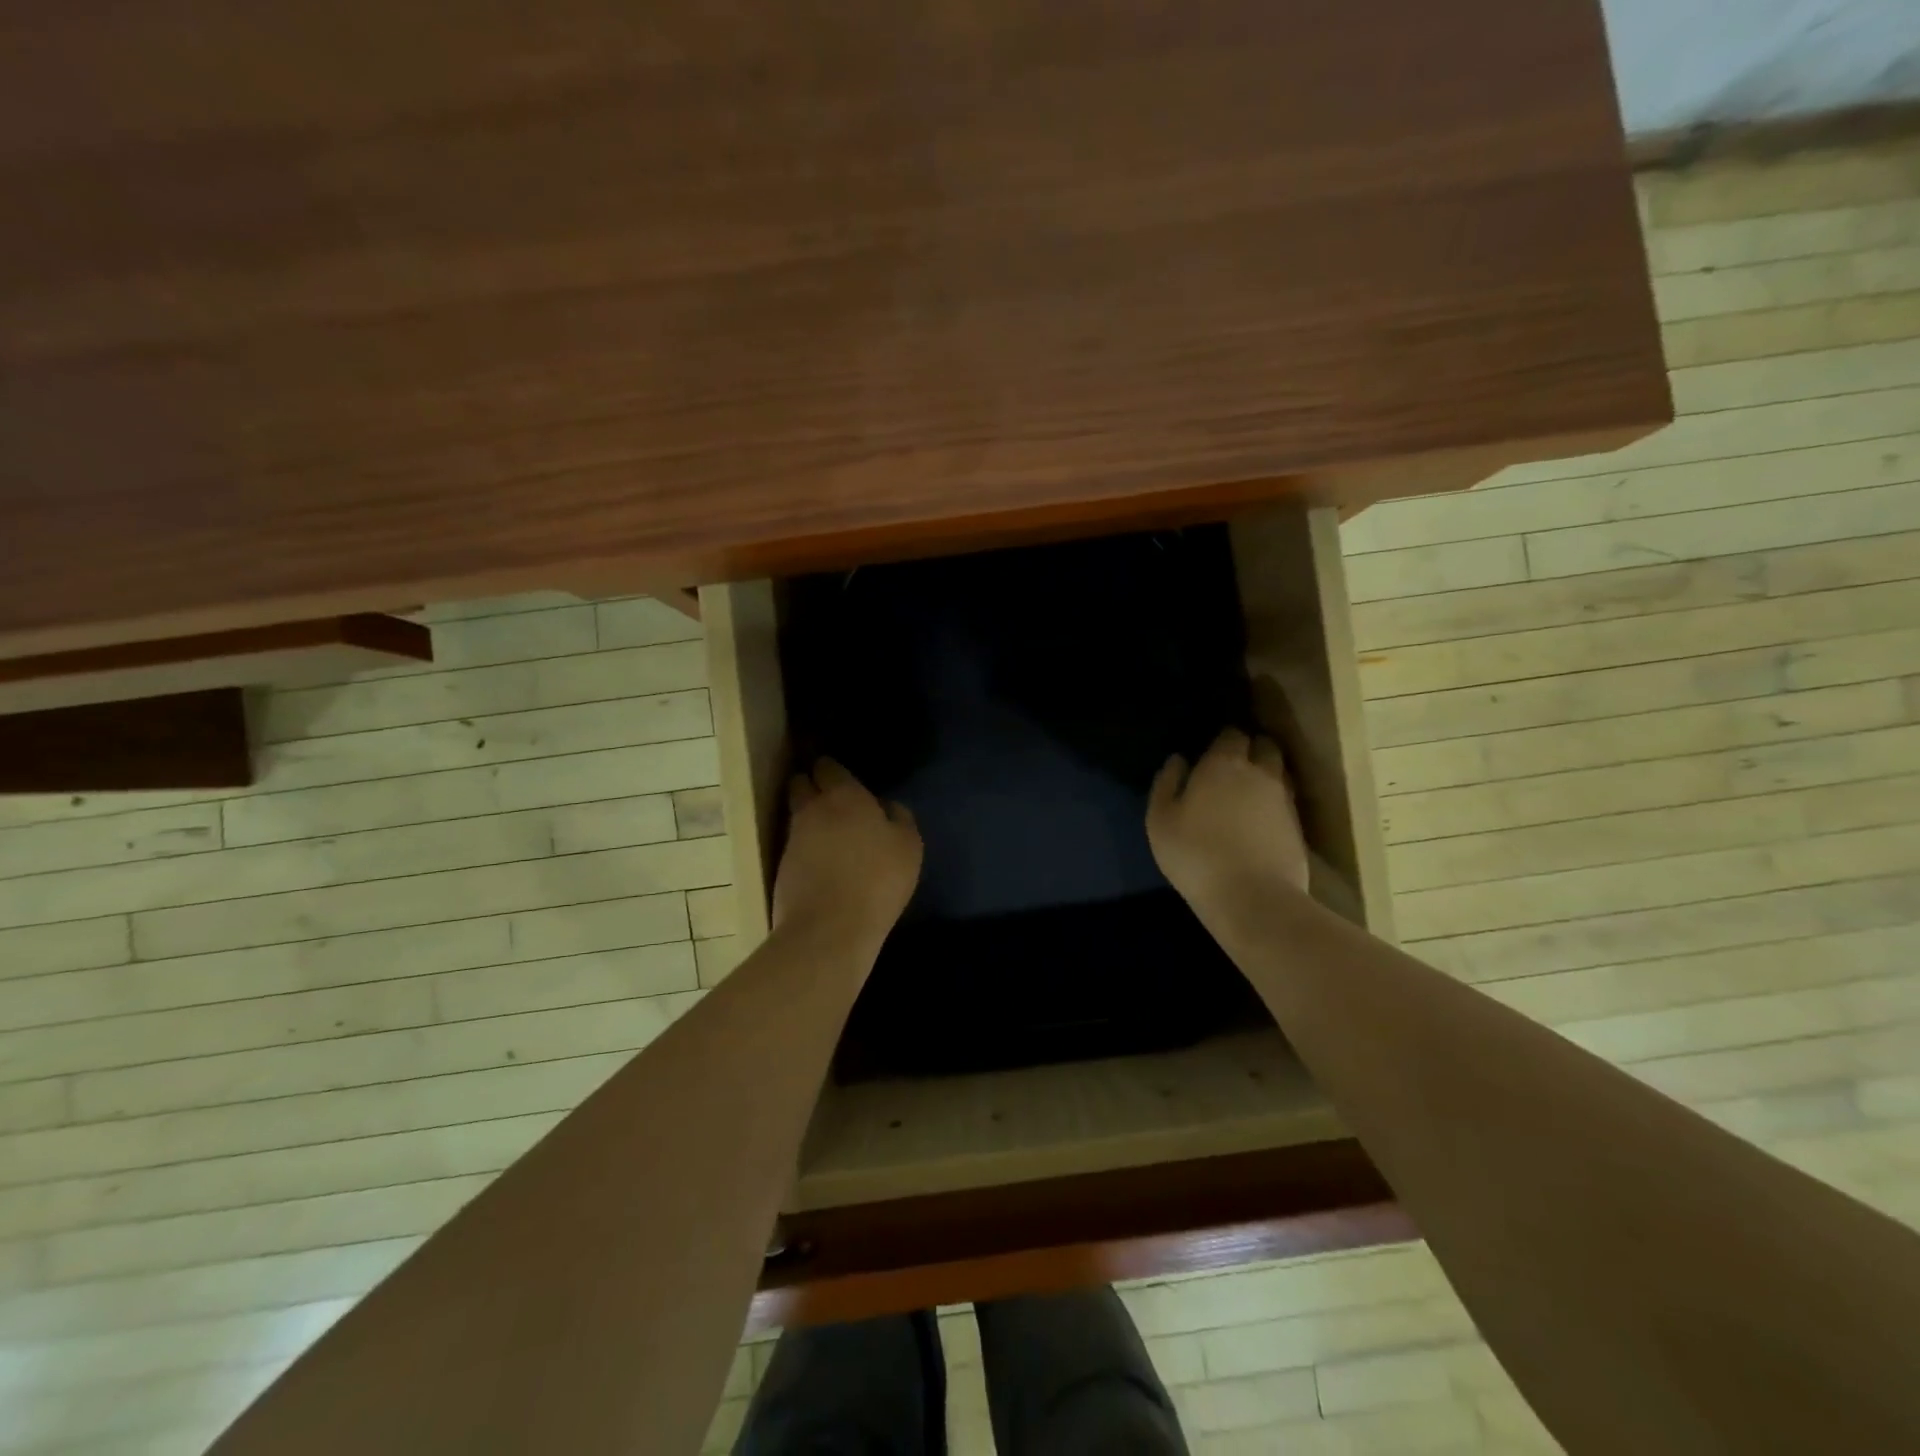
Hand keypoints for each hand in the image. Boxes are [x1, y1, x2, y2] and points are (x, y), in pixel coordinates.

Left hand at [773, 759, 922, 941]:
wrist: (829, 928)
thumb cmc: (878, 880)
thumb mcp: (908, 846)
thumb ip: (899, 818)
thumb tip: (886, 806)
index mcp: (845, 796)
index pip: (828, 767)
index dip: (832, 769)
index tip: (839, 775)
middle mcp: (812, 809)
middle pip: (801, 784)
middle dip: (810, 784)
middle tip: (827, 796)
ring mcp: (793, 839)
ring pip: (796, 815)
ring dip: (807, 817)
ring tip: (827, 830)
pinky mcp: (781, 867)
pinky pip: (795, 845)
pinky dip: (805, 847)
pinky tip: (821, 860)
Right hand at [1148, 728, 1309, 912]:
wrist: (1253, 898)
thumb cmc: (1195, 854)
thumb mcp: (1160, 821)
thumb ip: (1166, 784)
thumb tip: (1177, 760)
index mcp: (1223, 764)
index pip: (1231, 735)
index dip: (1222, 740)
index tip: (1211, 750)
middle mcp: (1260, 773)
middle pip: (1264, 746)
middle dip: (1252, 749)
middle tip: (1234, 765)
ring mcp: (1285, 800)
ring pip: (1280, 773)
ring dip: (1267, 774)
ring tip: (1250, 790)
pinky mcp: (1299, 828)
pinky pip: (1287, 803)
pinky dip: (1275, 804)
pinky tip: (1261, 820)